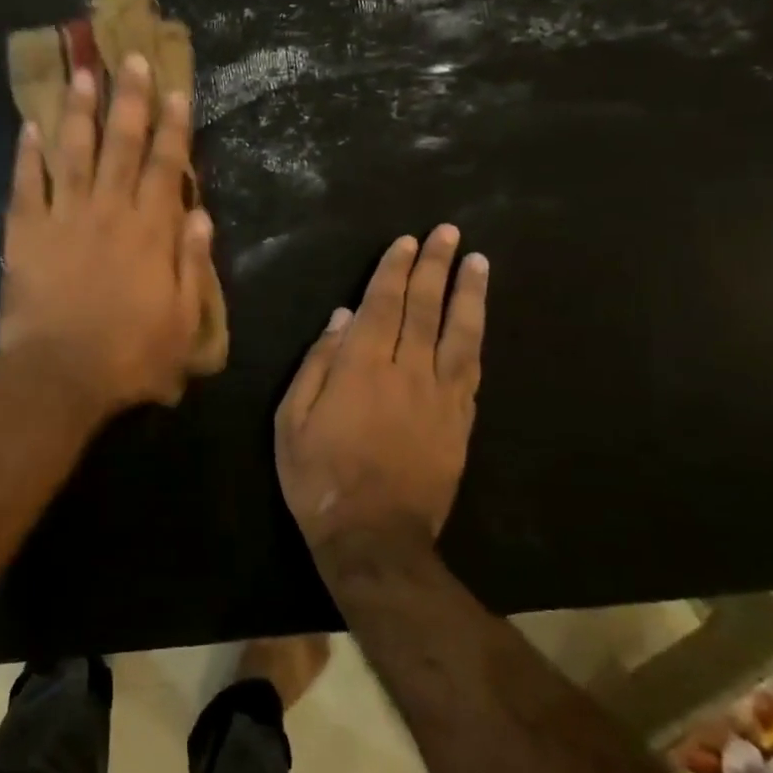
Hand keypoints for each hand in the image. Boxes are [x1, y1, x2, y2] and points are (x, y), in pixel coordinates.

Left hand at [0, 53, 215, 422]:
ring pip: (73, 152)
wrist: (61, 375)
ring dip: (78, 111)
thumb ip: (193, 265)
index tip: (175, 90)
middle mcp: (109, 211)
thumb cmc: (130, 356)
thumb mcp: (184, 322)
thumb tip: (200, 215)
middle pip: (121, 145)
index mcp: (151, 231)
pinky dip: (27, 154)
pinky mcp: (25, 233)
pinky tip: (28, 126)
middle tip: (130, 58)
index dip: (173, 127)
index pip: (167, 167)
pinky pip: (26, 184)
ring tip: (81, 73)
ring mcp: (64, 218)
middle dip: (129, 99)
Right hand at [274, 226, 488, 554]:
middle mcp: (407, 372)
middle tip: (448, 233)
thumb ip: (318, 364)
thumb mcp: (293, 420)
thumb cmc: (319, 477)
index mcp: (362, 368)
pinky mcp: (460, 423)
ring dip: (468, 294)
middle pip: (424, 309)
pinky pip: (472, 371)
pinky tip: (478, 321)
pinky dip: (476, 339)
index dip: (394, 270)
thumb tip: (342, 318)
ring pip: (459, 334)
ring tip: (478, 263)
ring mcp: (440, 397)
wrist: (374, 538)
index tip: (408, 241)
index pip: (382, 305)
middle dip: (435, 266)